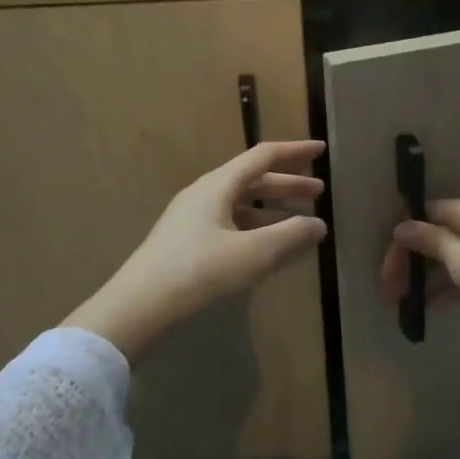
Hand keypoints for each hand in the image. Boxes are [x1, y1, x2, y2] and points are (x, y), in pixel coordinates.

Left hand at [65, 140, 326, 358]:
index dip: (295, 152)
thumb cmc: (198, 272)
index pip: (263, 156)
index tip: (321, 150)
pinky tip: (268, 248)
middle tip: (318, 193)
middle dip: (287, 184)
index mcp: (218, 185)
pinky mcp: (186, 244)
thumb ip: (291, 236)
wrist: (137, 308)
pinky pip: (230, 224)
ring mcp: (192, 219)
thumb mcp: (253, 253)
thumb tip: (319, 224)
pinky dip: (256, 229)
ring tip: (300, 223)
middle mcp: (204, 195)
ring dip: (272, 209)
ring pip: (241, 204)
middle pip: (252, 179)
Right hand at [380, 196, 459, 322]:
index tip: (389, 273)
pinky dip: (458, 279)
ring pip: (458, 251)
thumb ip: (430, 242)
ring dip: (435, 276)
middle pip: (441, 234)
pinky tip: (441, 304)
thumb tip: (401, 226)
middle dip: (416, 263)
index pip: (425, 216)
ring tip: (415, 305)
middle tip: (397, 293)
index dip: (403, 244)